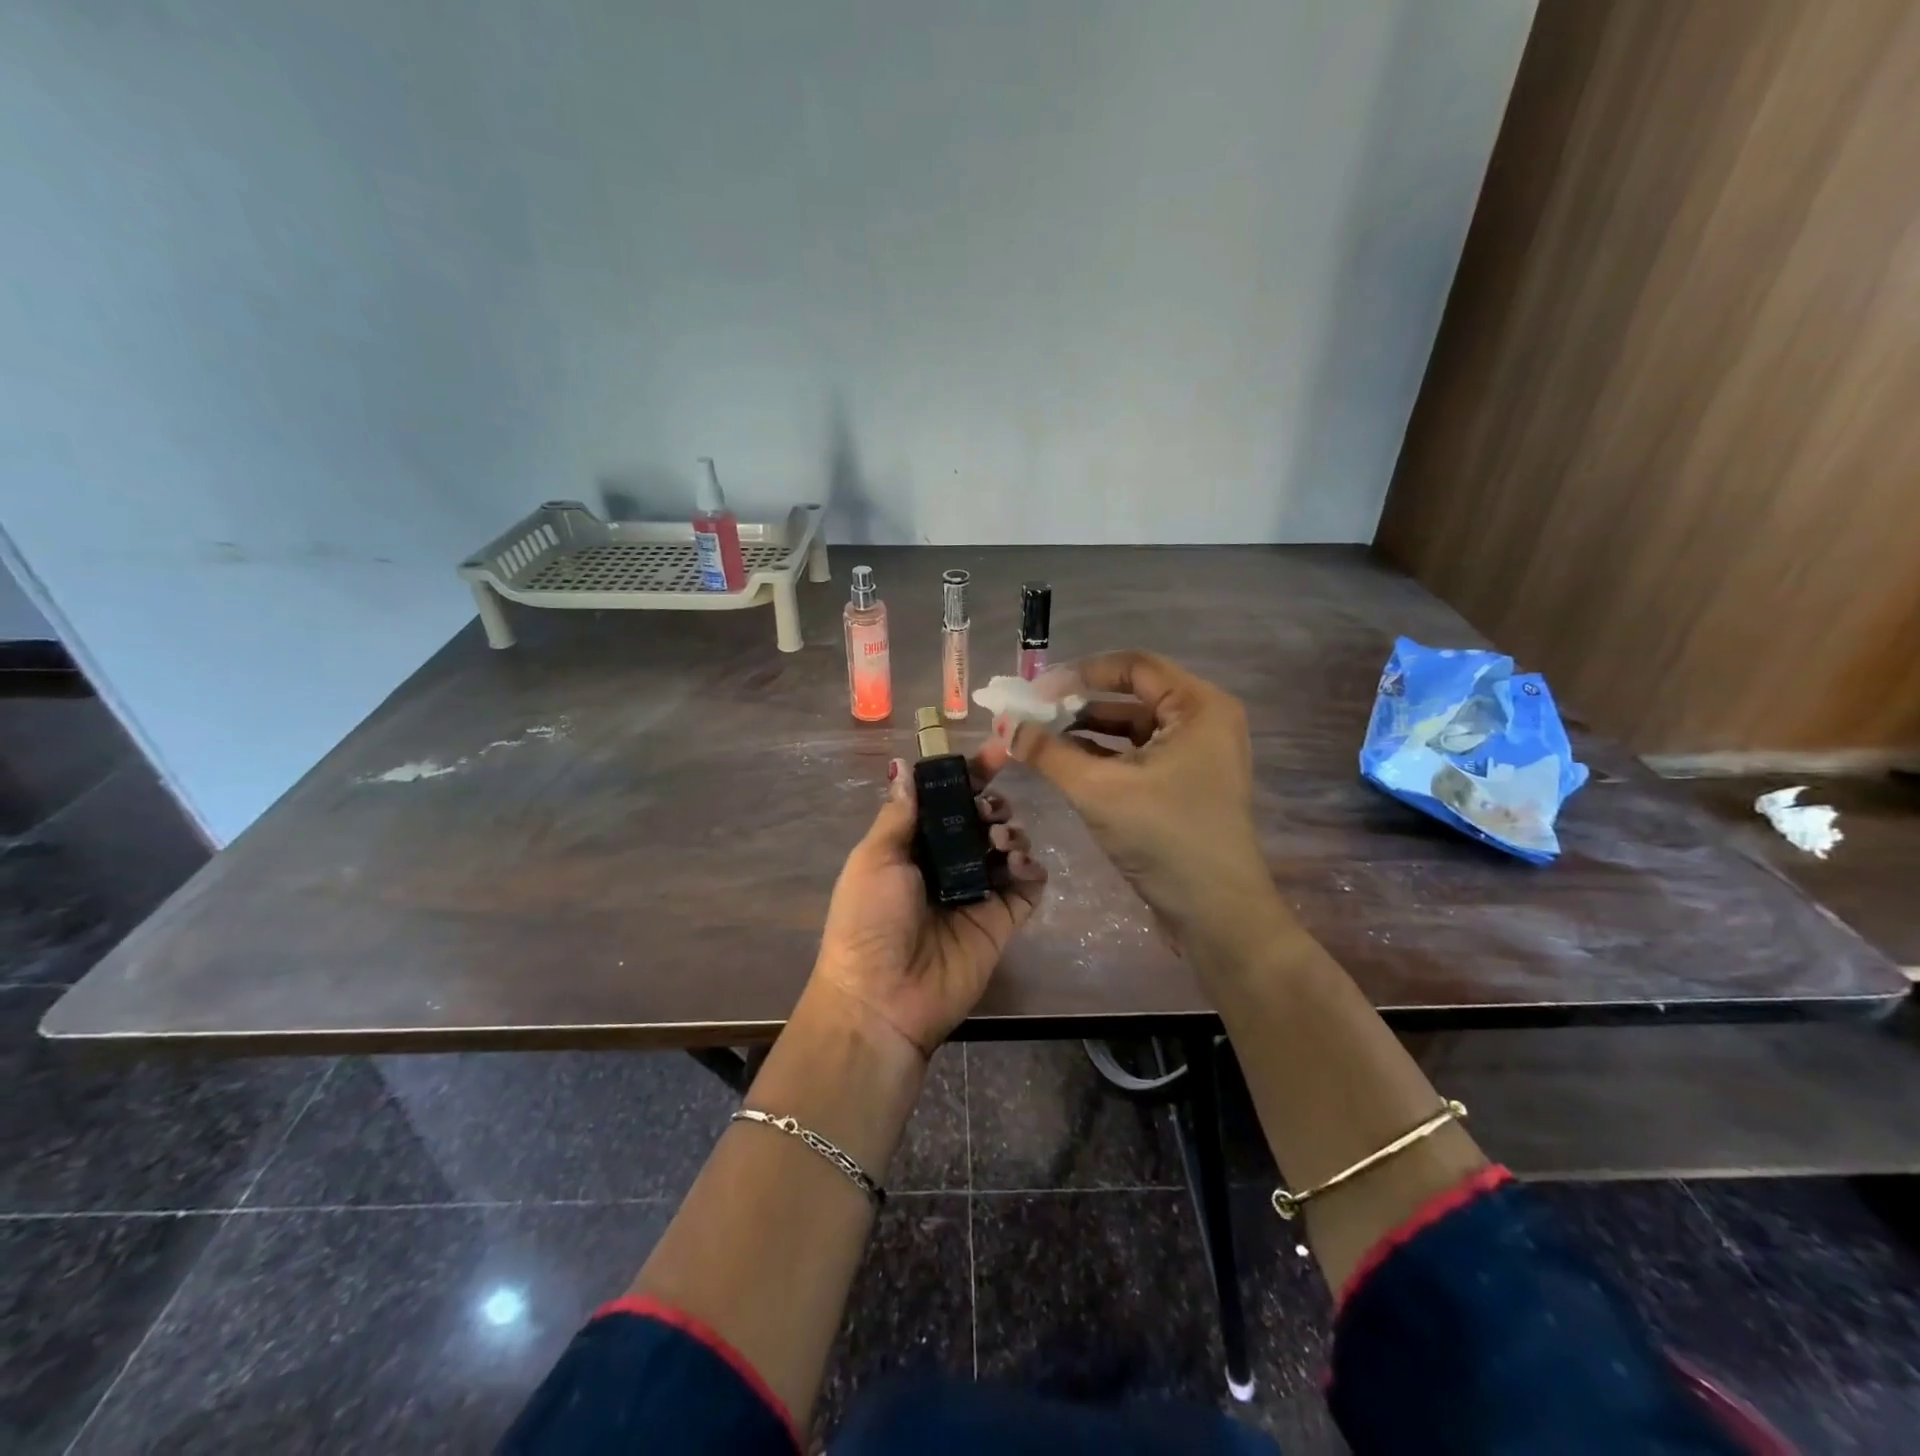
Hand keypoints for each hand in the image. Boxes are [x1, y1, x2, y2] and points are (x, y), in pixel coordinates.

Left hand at [811, 739, 1047, 1058]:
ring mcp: (977, 892)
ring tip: (1000, 841)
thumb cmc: (869, 921)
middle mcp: (947, 864)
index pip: (947, 801)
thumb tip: (904, 766)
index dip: (970, 775)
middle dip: (992, 804)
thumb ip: (900, 813)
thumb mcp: (875, 858)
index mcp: (913, 846)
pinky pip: (1029, 885)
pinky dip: (1032, 868)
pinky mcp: (1002, 920)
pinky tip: (1020, 866)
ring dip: (1011, 832)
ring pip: (1009, 846)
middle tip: (988, 814)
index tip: (996, 752)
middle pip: (983, 819)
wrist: (882, 997)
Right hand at [1009, 651, 1281, 958]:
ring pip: (1134, 727)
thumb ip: (1047, 752)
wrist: (1215, 913)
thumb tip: (1004, 726)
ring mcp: (1199, 754)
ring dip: (1089, 731)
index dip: (1080, 673)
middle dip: (1080, 704)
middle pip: (1133, 695)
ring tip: (1043, 740)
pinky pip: (1141, 755)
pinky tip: (1068, 764)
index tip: (1035, 691)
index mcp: (1199, 706)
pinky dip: (1105, 756)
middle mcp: (1205, 720)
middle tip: (1033, 715)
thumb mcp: (1097, 790)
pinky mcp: (1188, 783)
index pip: (1133, 667)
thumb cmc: (1163, 838)